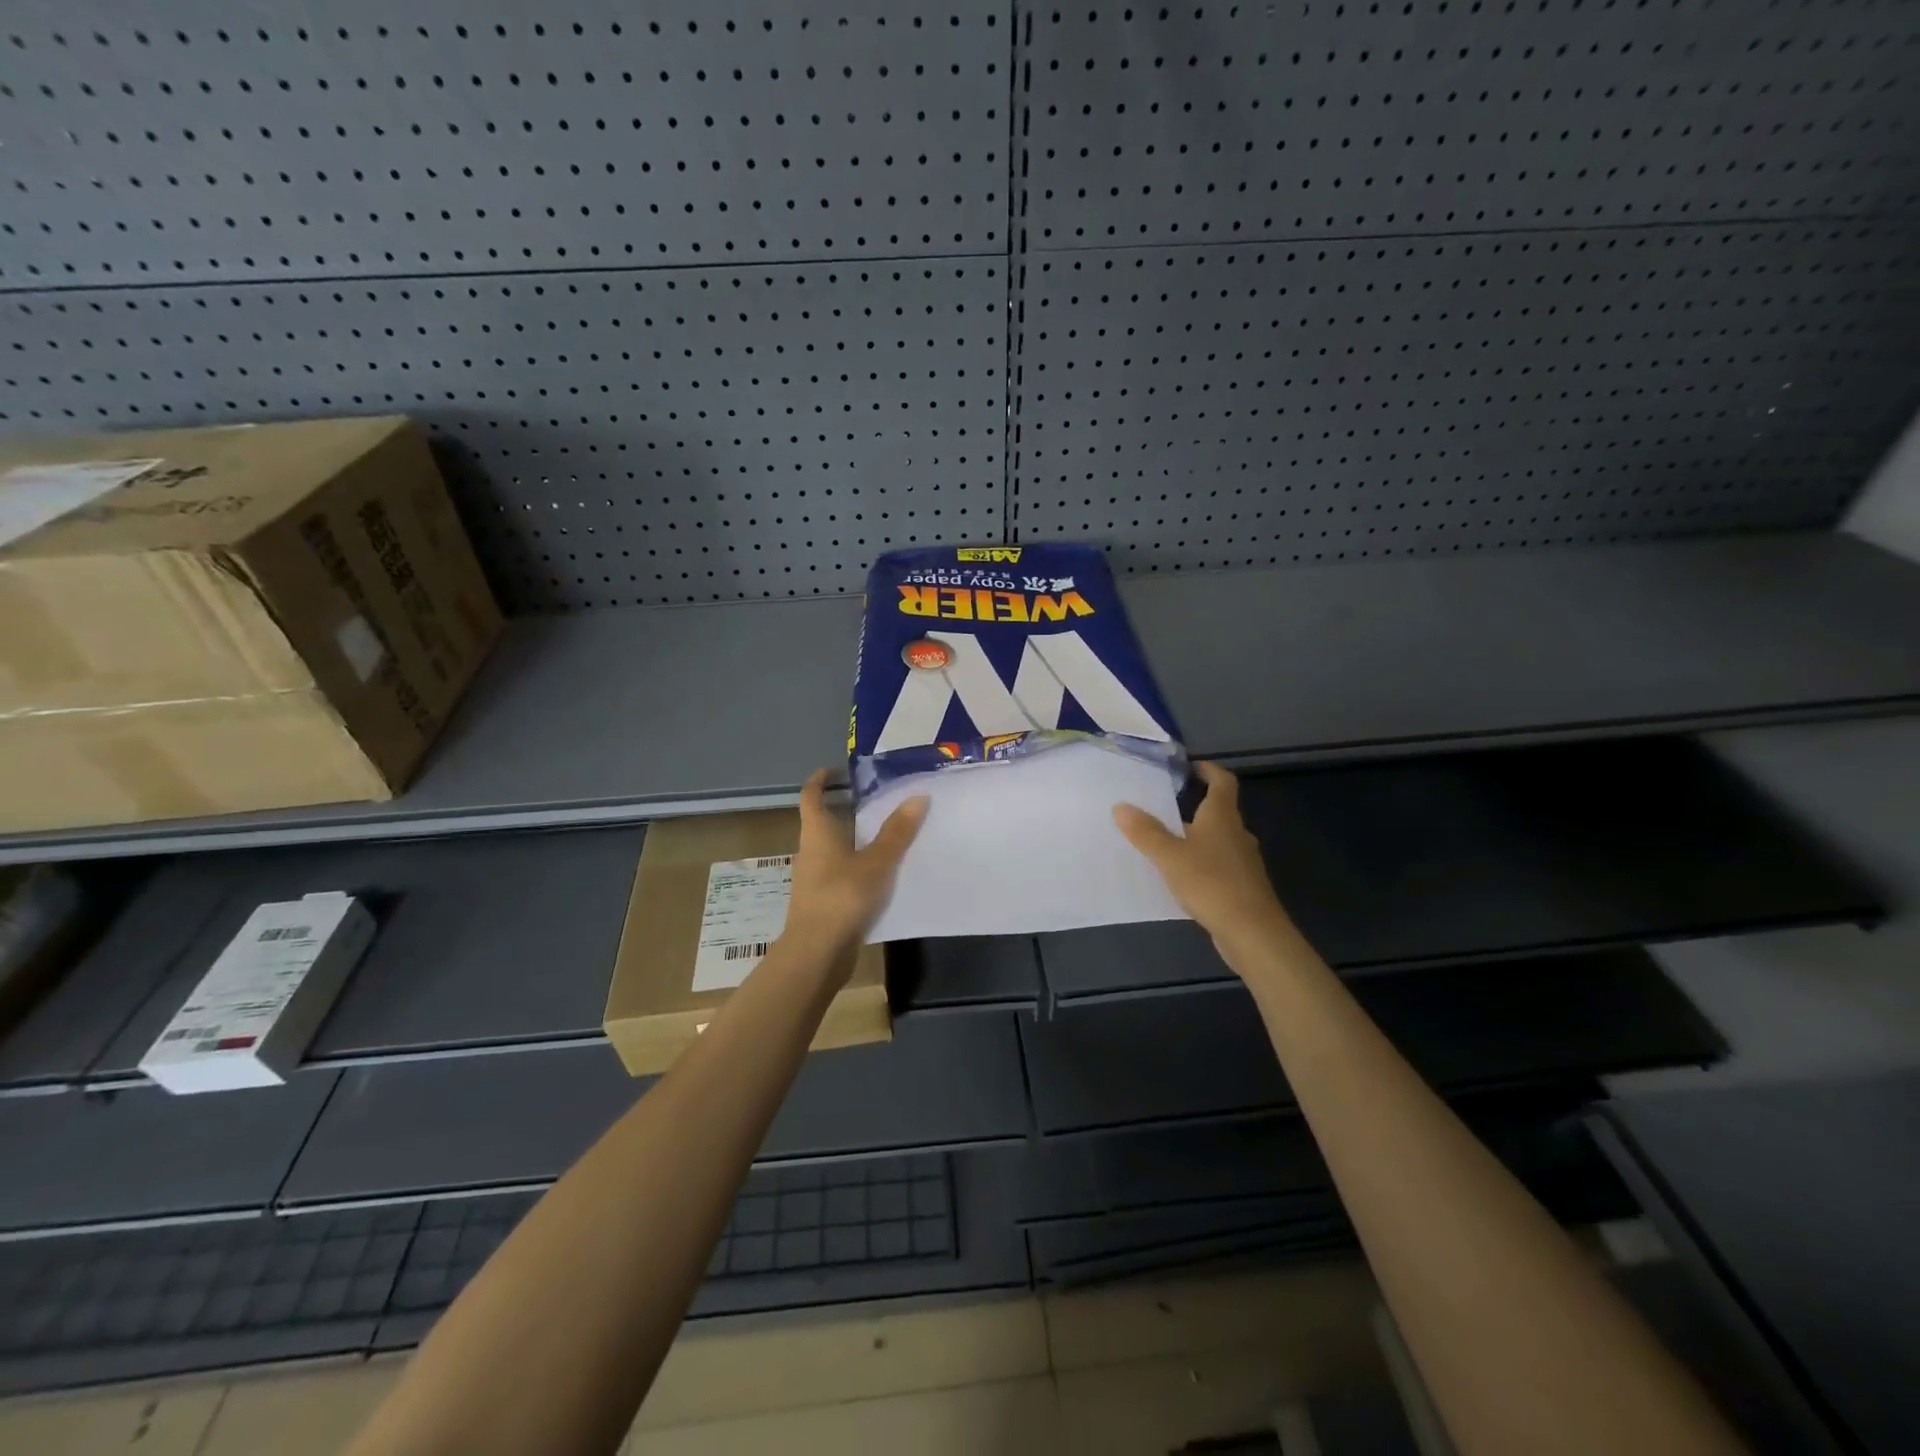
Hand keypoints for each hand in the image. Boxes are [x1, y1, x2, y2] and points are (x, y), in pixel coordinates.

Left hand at [784, 769, 927, 955]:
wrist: (817, 952)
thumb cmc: (842, 896)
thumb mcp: (877, 861)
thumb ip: (897, 831)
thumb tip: (918, 796)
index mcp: (817, 832)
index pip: (811, 795)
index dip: (821, 780)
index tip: (839, 770)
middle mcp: (811, 850)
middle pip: (825, 821)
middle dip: (849, 809)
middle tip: (881, 801)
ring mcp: (815, 878)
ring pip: (835, 849)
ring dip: (857, 839)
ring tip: (890, 834)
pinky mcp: (824, 901)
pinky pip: (843, 873)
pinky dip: (860, 866)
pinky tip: (885, 874)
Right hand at [1114, 762, 1292, 950]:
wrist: (1252, 932)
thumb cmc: (1211, 883)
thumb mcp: (1170, 856)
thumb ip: (1145, 832)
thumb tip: (1120, 806)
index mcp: (1222, 817)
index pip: (1223, 782)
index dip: (1209, 770)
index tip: (1191, 766)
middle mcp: (1236, 833)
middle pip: (1219, 811)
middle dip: (1194, 806)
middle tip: (1163, 807)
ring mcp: (1243, 861)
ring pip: (1217, 839)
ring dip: (1195, 837)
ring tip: (1165, 841)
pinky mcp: (1242, 886)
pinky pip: (1218, 864)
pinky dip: (1200, 862)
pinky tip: (1180, 876)